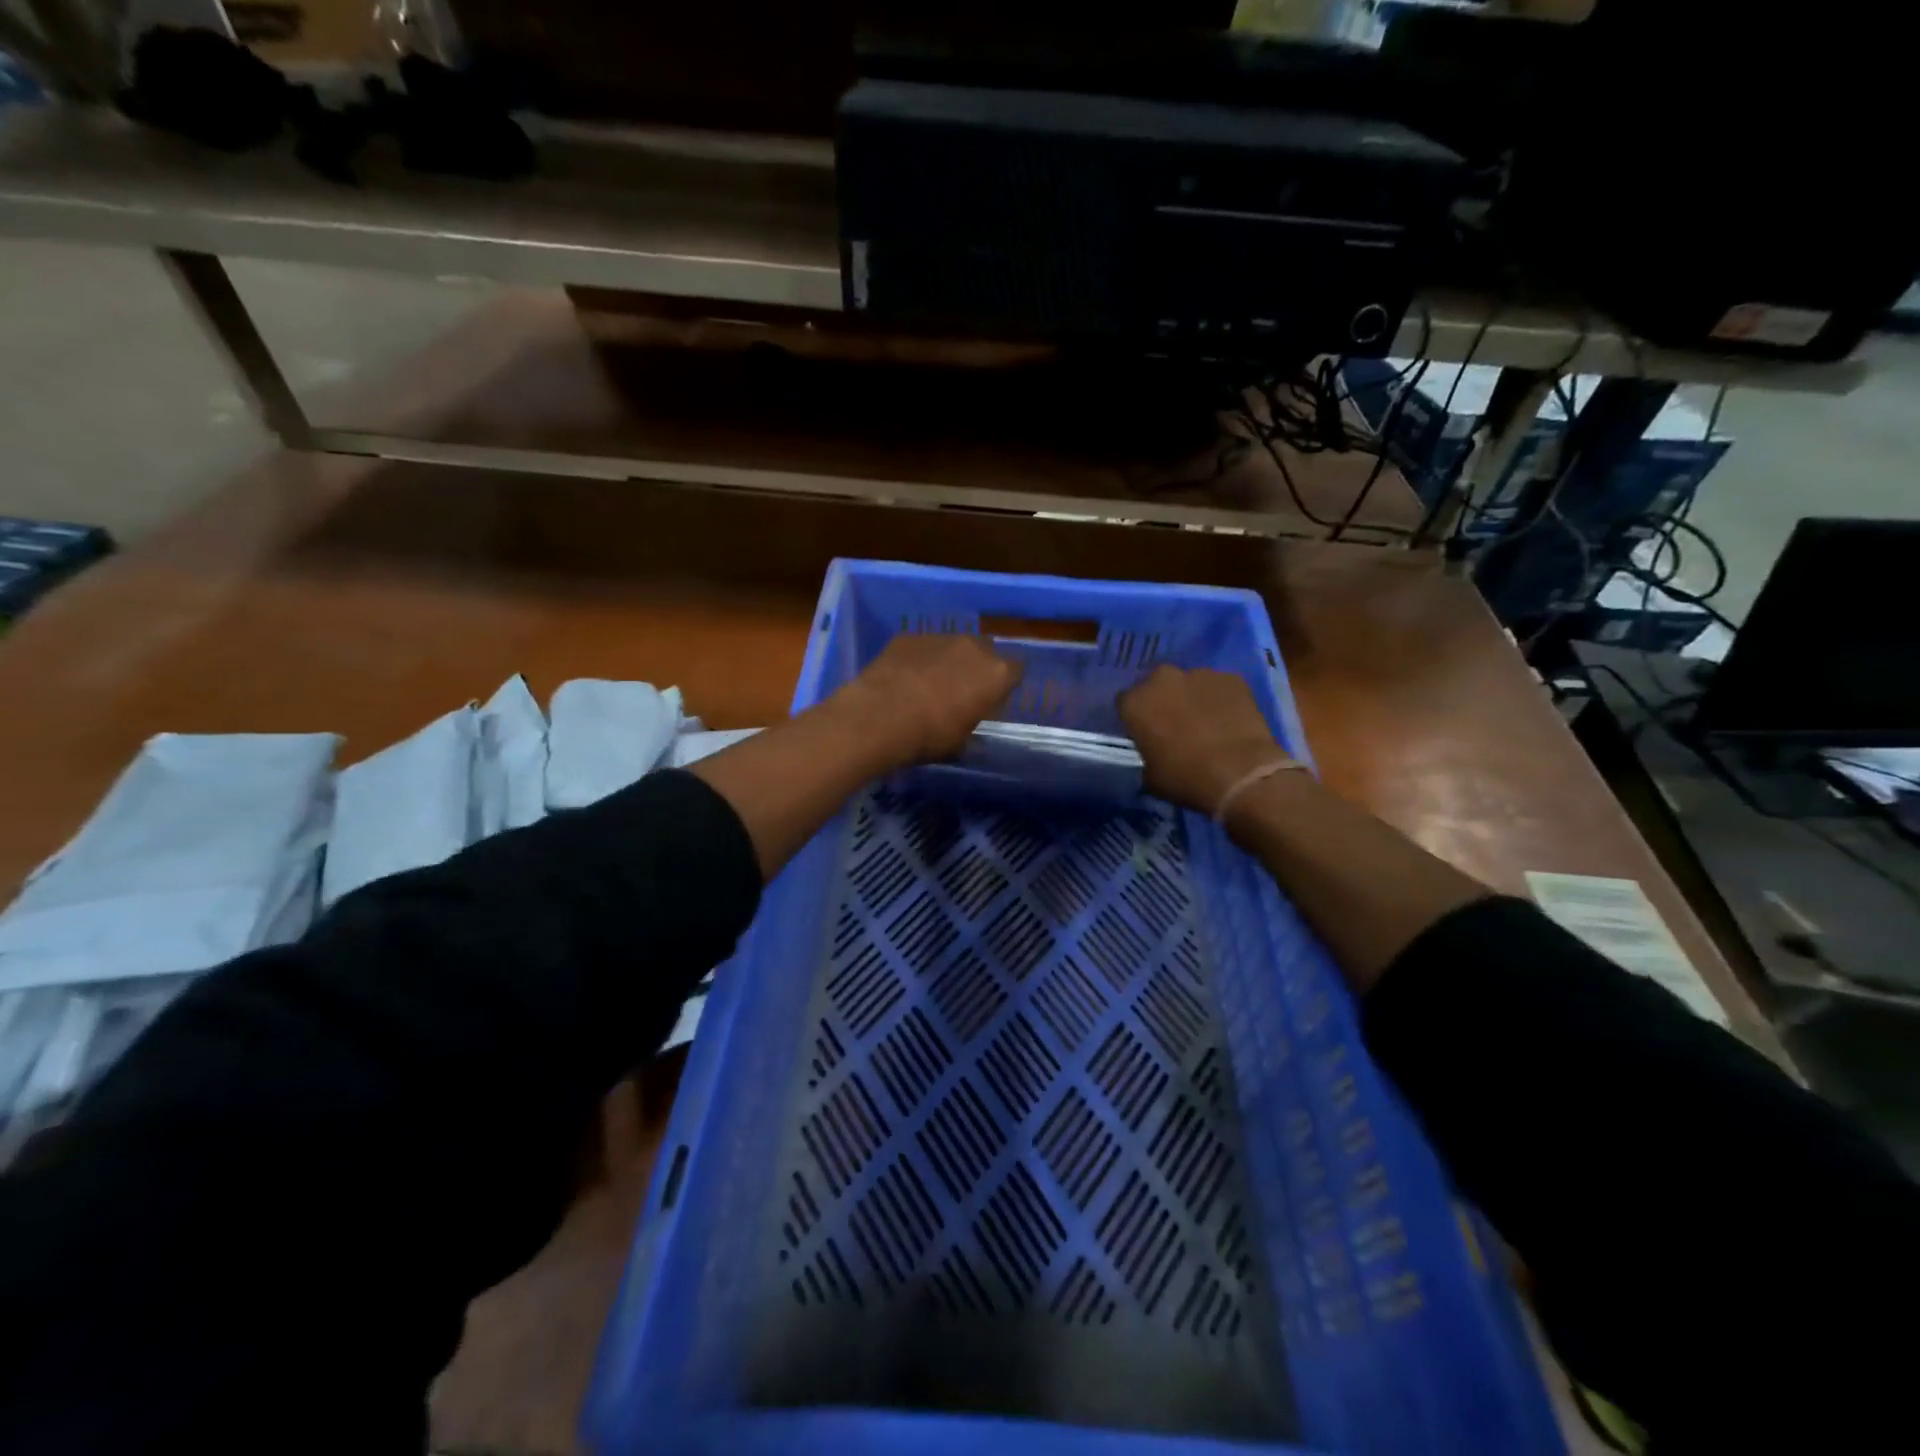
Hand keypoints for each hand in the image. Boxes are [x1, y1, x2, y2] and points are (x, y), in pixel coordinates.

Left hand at [834, 634, 1021, 767]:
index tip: (993, 700)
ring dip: (947, 661)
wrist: (878, 717)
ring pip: (952, 646)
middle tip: (962, 691)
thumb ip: (972, 727)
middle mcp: (972, 647)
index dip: (1004, 686)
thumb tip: (969, 728)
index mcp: (996, 674)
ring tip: (929, 685)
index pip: (1015, 671)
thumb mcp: (960, 743)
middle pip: (985, 651)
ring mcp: (939, 637)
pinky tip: (904, 679)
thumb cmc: (929, 736)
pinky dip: (919, 659)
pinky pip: (922, 647)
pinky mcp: (908, 636)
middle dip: (977, 667)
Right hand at [1118, 665, 1293, 814]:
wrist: (1240, 775)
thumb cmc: (1186, 779)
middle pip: (1157, 684)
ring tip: (1207, 721)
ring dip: (1193, 697)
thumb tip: (1156, 752)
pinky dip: (1221, 698)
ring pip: (1190, 683)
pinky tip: (1230, 719)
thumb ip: (1147, 754)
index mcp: (1135, 703)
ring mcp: (1199, 674)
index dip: (1136, 717)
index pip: (1125, 702)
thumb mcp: (1151, 776)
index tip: (1145, 731)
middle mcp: (1162, 679)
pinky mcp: (1232, 678)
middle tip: (1175, 723)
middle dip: (1163, 699)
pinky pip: (1220, 686)